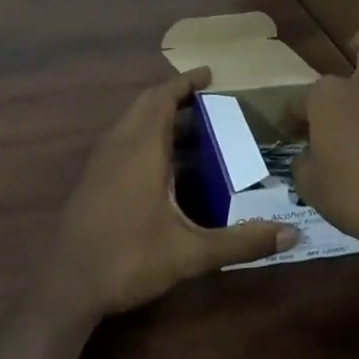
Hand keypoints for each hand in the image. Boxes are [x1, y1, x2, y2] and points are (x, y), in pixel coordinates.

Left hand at [37, 68, 296, 318]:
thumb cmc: (128, 259)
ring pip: (131, 122)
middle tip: (209, 100)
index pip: (163, 98)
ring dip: (159, 116)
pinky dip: (145, 135)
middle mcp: (119, 146)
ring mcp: (101, 162)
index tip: (210, 73)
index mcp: (141, 149)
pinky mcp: (93, 179)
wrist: (66, 285)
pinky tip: (166, 165)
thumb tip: (292, 233)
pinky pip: (122, 140)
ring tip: (195, 129)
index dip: (185, 83)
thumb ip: (241, 241)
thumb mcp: (190, 253)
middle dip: (175, 96)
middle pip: (146, 104)